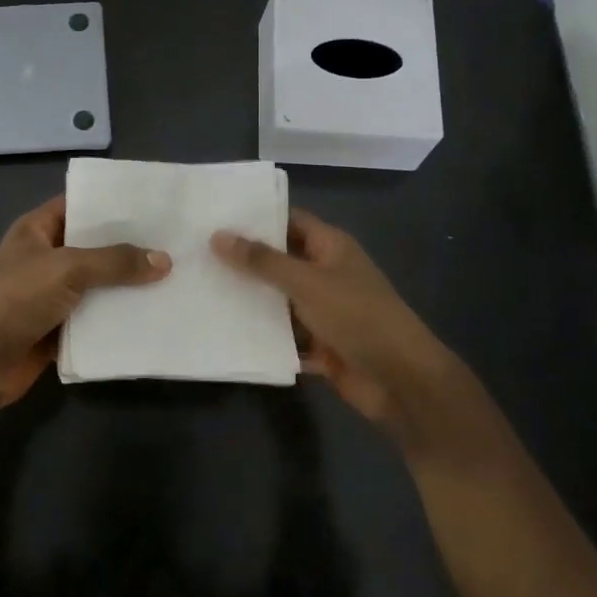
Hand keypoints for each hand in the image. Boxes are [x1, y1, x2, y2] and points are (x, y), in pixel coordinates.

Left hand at [0, 196, 168, 410]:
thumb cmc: (17, 297)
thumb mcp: (67, 268)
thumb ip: (115, 262)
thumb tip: (164, 260)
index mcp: (37, 230)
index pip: (78, 205)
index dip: (110, 203)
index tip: (151, 204)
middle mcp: (46, 258)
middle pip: (93, 247)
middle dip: (129, 246)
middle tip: (174, 241)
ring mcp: (52, 295)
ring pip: (98, 285)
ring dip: (128, 285)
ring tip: (175, 276)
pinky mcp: (60, 329)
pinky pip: (96, 318)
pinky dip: (119, 318)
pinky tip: (154, 314)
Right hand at [212, 209, 461, 438]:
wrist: (401, 380)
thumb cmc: (357, 316)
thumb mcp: (306, 282)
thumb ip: (262, 261)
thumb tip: (218, 236)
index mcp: (331, 248)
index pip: (289, 221)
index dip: (256, 218)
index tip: (214, 217)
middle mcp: (327, 274)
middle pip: (280, 262)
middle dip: (244, 262)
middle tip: (196, 256)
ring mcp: (324, 312)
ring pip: (279, 302)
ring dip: (250, 302)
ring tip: (200, 293)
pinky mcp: (320, 346)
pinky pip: (285, 337)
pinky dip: (263, 337)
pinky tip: (225, 334)